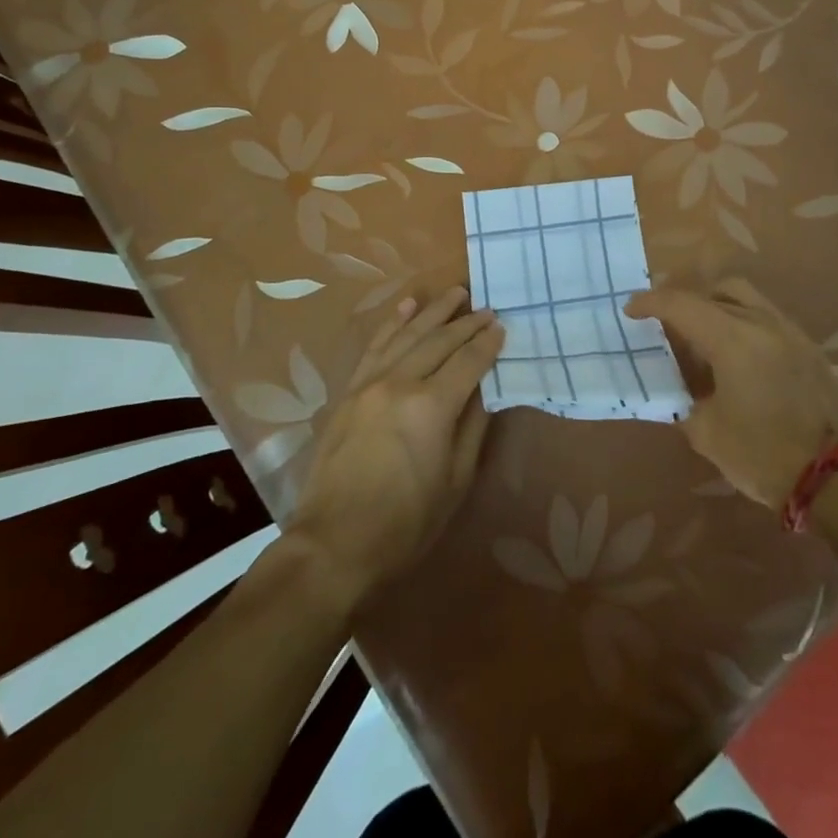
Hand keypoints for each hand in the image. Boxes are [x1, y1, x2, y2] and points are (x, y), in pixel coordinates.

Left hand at [287, 287, 503, 609]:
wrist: (334, 544)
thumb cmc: (406, 523)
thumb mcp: (456, 482)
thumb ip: (472, 427)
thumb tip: (484, 390)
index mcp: (431, 406)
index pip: (468, 361)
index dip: (488, 343)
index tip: (503, 327)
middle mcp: (400, 382)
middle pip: (440, 341)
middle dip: (467, 322)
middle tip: (487, 308)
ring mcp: (370, 383)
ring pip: (408, 334)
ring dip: (434, 311)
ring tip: (456, 293)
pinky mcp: (350, 391)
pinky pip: (375, 346)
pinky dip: (393, 322)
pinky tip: (407, 305)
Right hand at [625, 277, 837, 509]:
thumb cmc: (764, 454)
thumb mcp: (707, 433)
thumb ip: (685, 402)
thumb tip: (678, 391)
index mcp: (732, 338)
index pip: (682, 304)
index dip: (651, 303)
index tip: (631, 310)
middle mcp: (762, 322)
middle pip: (716, 291)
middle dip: (687, 301)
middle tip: (669, 323)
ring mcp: (790, 331)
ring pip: (746, 298)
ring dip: (718, 307)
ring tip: (704, 337)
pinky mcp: (809, 347)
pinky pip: (767, 318)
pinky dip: (744, 323)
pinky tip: (738, 357)